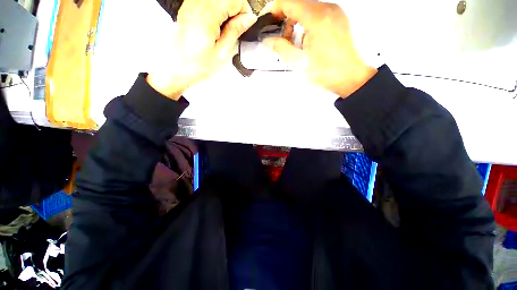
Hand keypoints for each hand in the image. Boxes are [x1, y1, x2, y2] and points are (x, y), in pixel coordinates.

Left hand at [147, 0, 257, 99]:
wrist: (176, 67)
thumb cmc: (197, 65)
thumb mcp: (222, 53)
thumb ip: (235, 31)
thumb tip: (248, 18)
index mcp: (207, 15)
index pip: (235, 0)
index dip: (244, 11)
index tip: (244, 25)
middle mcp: (197, 4)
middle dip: (235, 11)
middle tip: (235, 29)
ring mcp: (190, 4)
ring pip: (218, 0)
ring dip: (226, 12)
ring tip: (224, 30)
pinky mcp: (188, 8)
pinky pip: (208, 3)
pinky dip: (217, 12)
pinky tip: (215, 27)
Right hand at [262, 0, 376, 96]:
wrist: (348, 76)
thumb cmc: (328, 71)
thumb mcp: (298, 61)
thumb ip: (280, 48)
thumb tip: (268, 41)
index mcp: (317, 18)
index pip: (289, 2)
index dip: (274, 9)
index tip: (267, 18)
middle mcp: (328, 10)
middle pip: (298, 4)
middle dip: (285, 19)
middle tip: (280, 37)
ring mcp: (334, 14)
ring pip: (307, 9)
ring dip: (295, 23)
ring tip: (293, 43)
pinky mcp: (337, 20)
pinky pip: (316, 15)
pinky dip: (306, 25)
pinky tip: (304, 41)